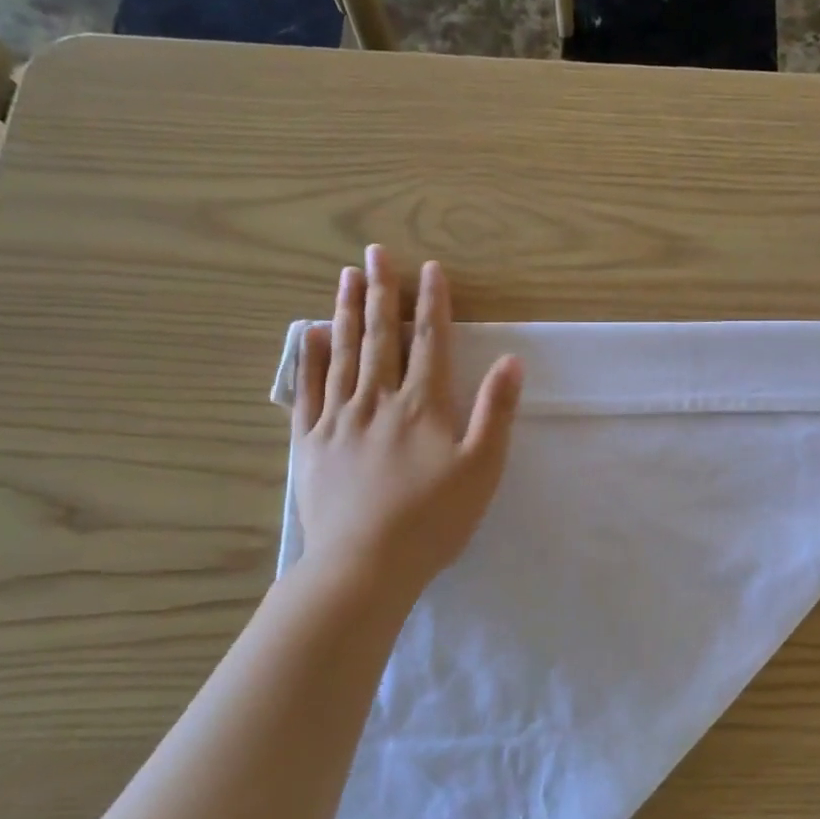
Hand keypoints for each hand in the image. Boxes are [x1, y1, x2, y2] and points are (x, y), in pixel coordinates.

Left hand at [292, 247, 521, 591]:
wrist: (365, 565)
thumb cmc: (433, 520)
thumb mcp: (482, 469)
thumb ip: (497, 412)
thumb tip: (511, 361)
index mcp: (423, 406)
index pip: (430, 342)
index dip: (432, 303)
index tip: (430, 268)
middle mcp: (378, 400)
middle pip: (380, 337)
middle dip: (381, 292)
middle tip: (375, 253)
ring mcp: (338, 419)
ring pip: (343, 354)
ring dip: (345, 312)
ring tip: (346, 277)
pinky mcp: (310, 443)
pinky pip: (308, 390)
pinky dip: (309, 359)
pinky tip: (309, 335)